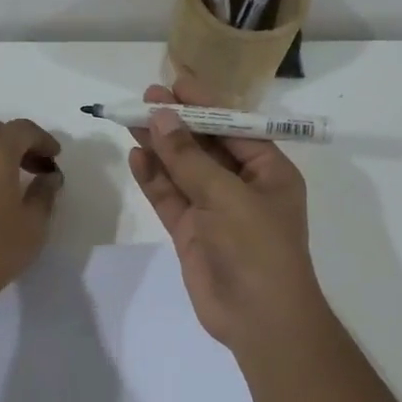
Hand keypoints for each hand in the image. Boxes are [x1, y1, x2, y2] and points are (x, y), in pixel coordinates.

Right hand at [127, 81, 324, 352]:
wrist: (259, 318)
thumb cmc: (257, 248)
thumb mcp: (227, 196)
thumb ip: (190, 158)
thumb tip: (162, 117)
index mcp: (269, 171)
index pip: (234, 127)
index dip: (205, 104)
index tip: (175, 82)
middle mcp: (242, 186)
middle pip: (206, 146)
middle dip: (178, 123)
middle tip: (145, 98)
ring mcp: (215, 210)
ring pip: (183, 170)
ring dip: (161, 147)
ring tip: (132, 121)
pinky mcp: (192, 232)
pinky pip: (171, 198)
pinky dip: (154, 178)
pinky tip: (136, 157)